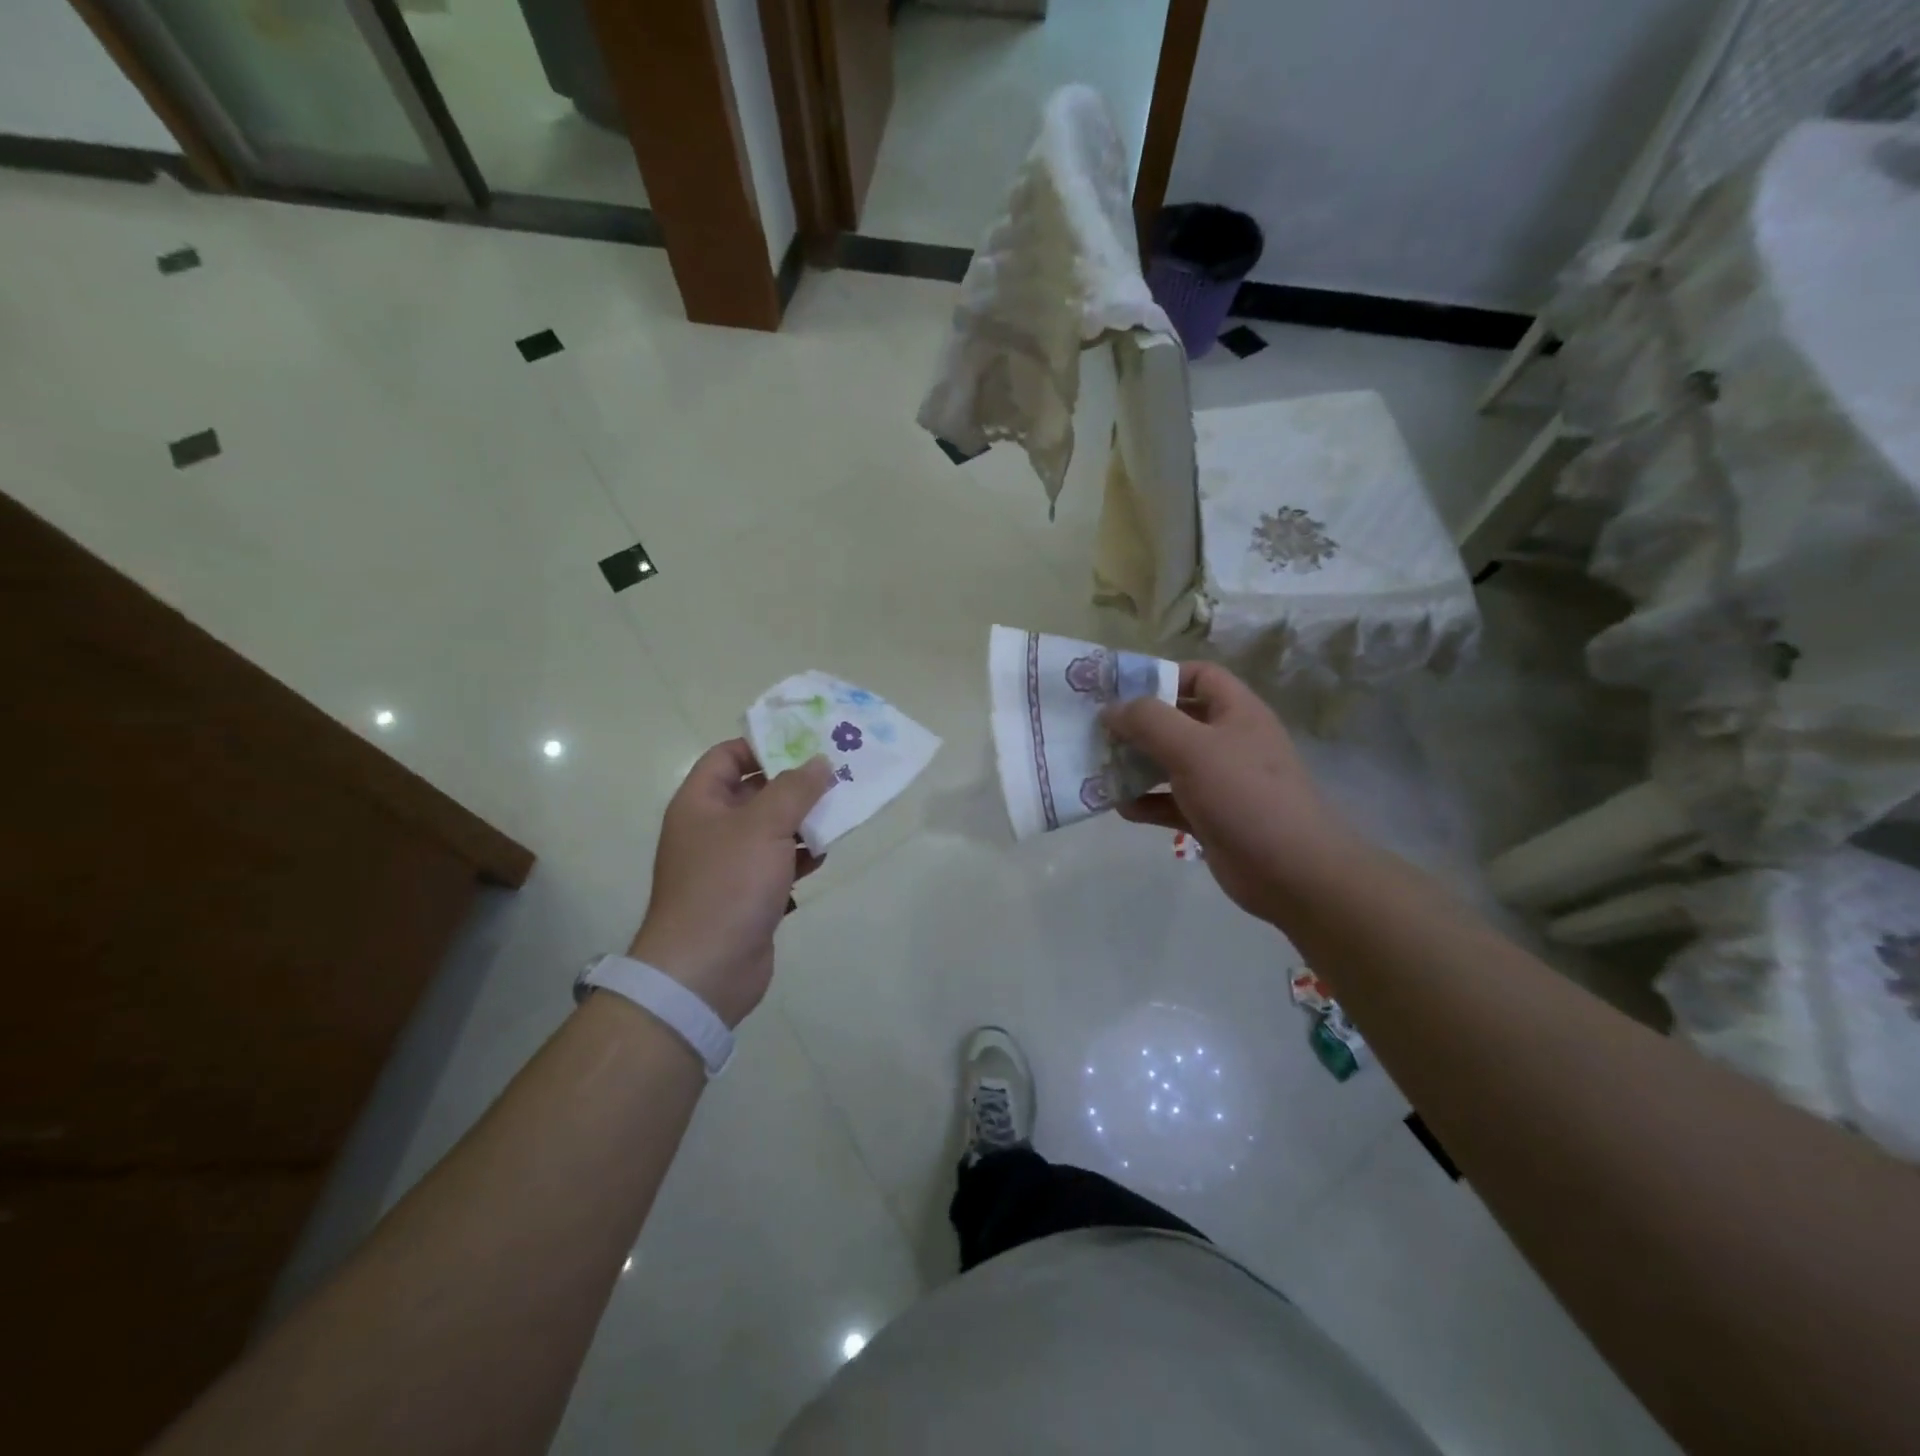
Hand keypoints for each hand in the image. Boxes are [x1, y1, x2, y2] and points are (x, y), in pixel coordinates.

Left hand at [628, 741, 835, 1026]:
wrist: (705, 970)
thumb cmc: (728, 885)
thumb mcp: (764, 826)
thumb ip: (795, 789)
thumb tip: (820, 762)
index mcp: (700, 803)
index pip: (728, 756)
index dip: (764, 744)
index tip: (806, 742)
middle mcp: (711, 828)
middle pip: (755, 791)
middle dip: (795, 783)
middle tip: (837, 773)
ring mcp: (729, 863)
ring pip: (771, 828)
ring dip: (803, 820)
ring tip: (841, 811)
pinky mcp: (748, 893)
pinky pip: (777, 861)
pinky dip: (800, 855)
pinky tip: (824, 854)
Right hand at [1103, 662, 1360, 923]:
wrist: (1292, 872)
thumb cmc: (1244, 795)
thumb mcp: (1192, 748)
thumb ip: (1148, 721)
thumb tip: (1111, 709)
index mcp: (1236, 712)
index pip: (1199, 676)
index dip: (1162, 676)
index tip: (1120, 692)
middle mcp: (1229, 741)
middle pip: (1177, 720)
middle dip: (1137, 725)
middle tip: (1098, 732)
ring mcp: (1221, 781)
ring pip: (1170, 763)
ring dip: (1136, 765)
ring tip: (1100, 769)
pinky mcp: (1211, 816)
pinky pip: (1171, 801)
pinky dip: (1146, 802)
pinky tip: (1121, 807)